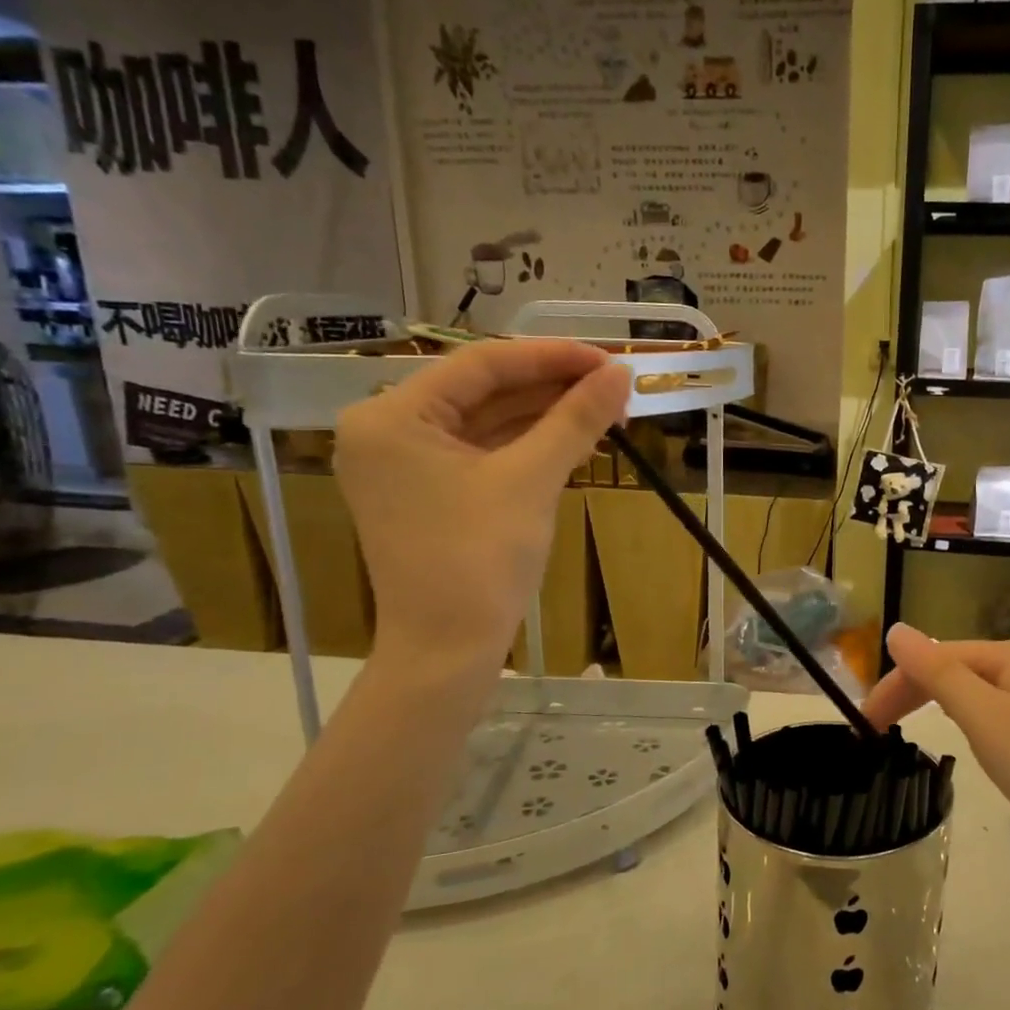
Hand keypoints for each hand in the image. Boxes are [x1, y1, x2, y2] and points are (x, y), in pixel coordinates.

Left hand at [334, 338, 629, 671]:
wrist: (447, 651)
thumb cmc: (480, 560)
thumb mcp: (531, 480)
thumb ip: (575, 420)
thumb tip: (621, 373)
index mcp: (393, 416)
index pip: (481, 365)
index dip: (551, 357)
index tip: (608, 359)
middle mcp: (389, 431)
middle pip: (483, 392)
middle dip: (552, 389)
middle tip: (614, 387)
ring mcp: (407, 466)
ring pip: (487, 423)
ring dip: (546, 418)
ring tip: (606, 412)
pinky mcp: (429, 494)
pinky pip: (484, 454)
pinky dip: (528, 447)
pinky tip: (576, 442)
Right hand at [862, 623, 1009, 868]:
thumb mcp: (987, 720)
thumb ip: (939, 674)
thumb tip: (895, 629)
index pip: (936, 657)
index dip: (896, 684)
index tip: (865, 724)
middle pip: (953, 668)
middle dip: (911, 692)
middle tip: (876, 731)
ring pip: (970, 688)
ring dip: (933, 703)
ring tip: (904, 730)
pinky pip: (990, 707)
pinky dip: (962, 718)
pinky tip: (958, 732)